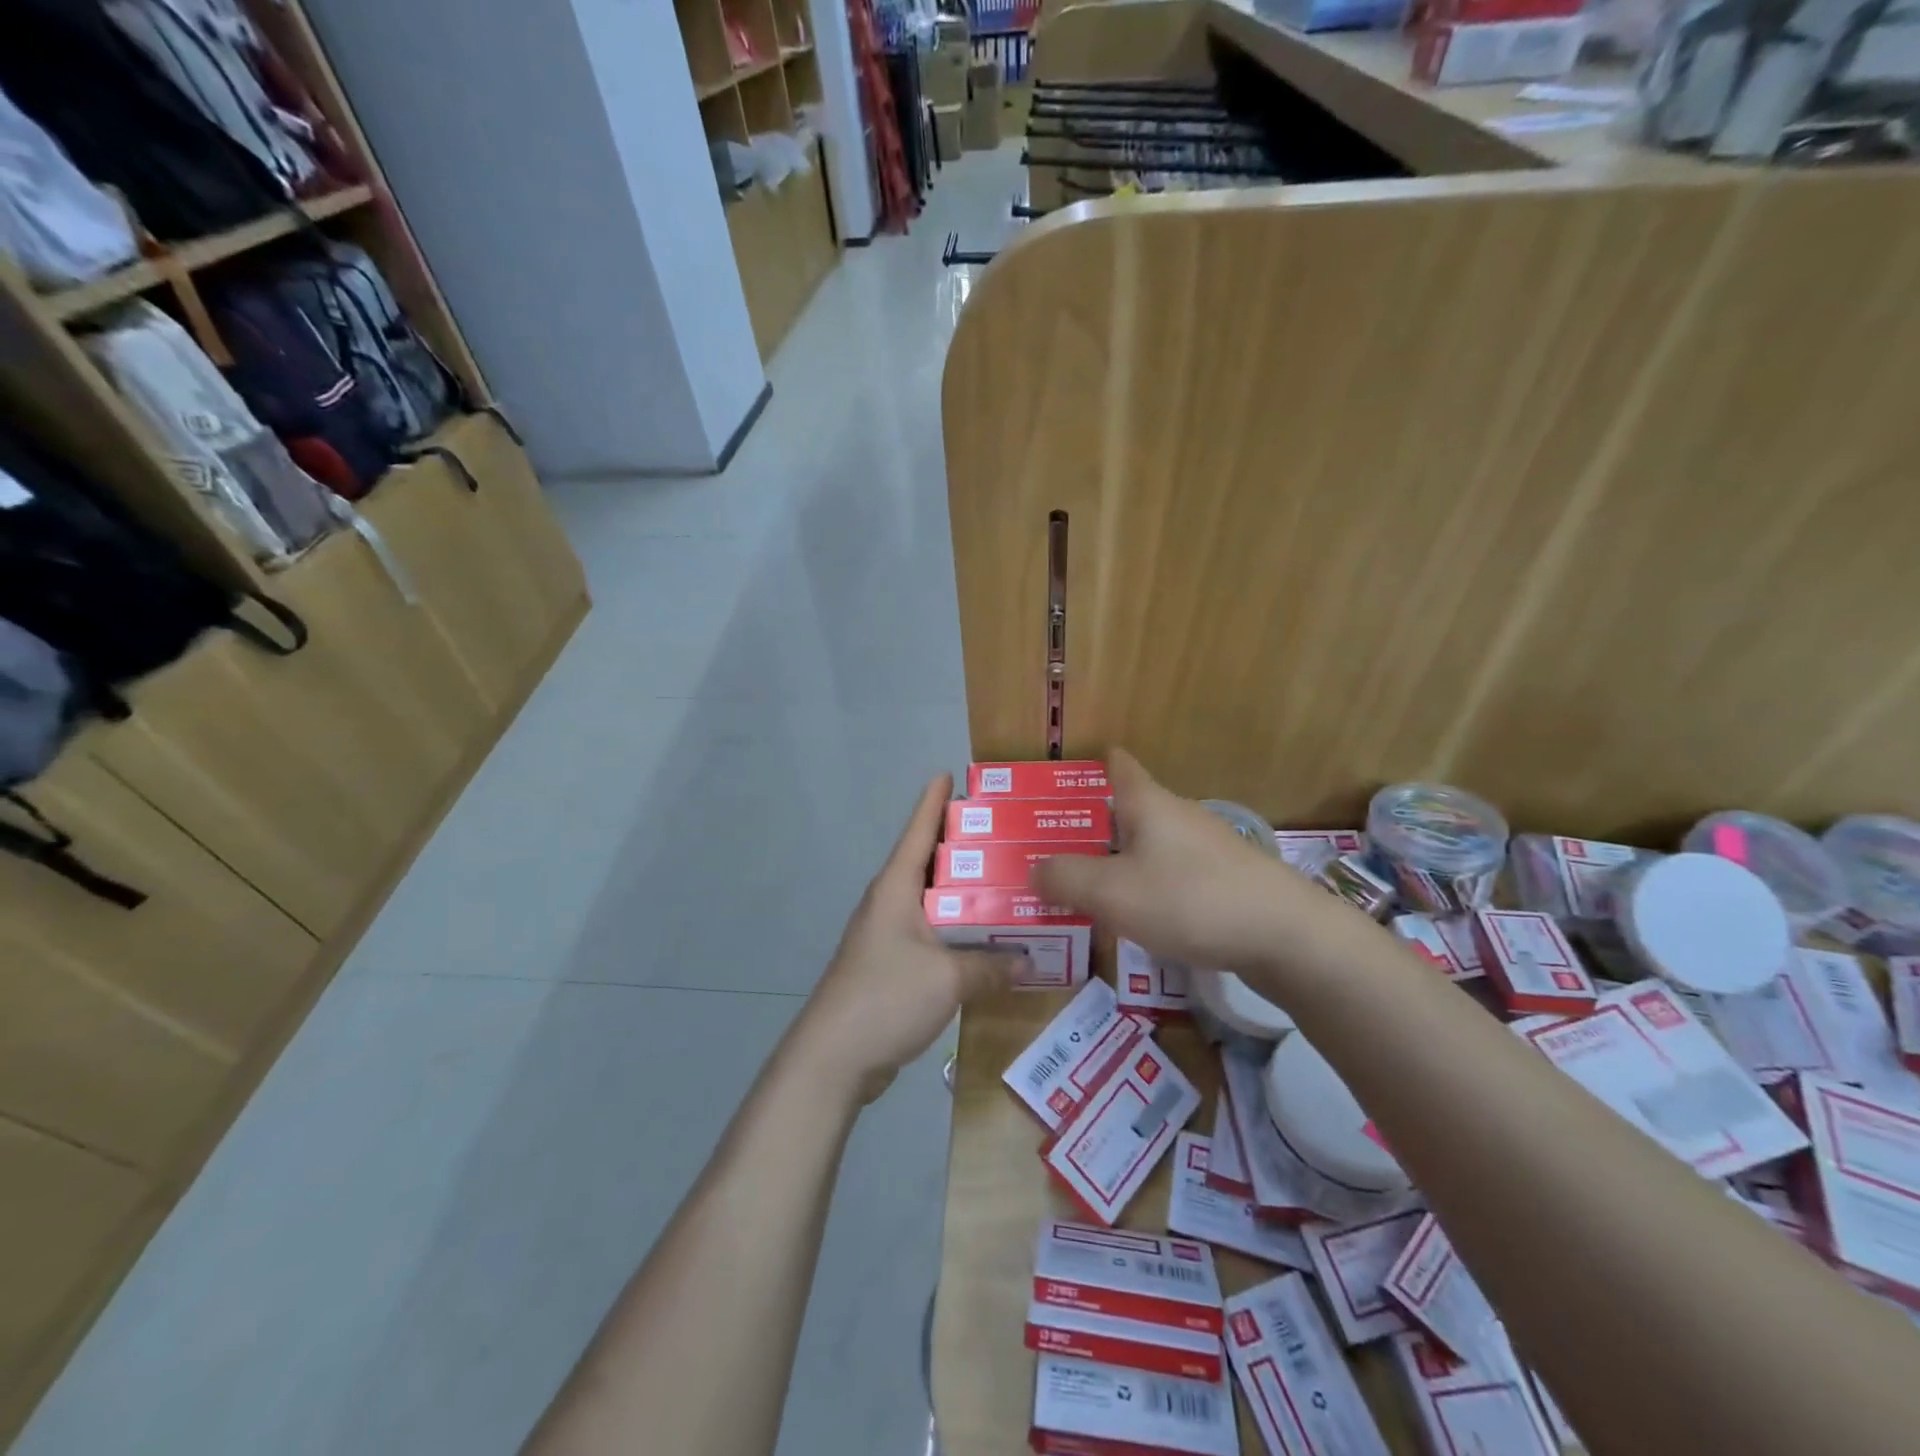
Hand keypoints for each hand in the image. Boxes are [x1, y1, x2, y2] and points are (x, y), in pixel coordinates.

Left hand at [791, 775, 1023, 1105]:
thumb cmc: (887, 997)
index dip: (934, 801)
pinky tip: (986, 939)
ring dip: (964, 893)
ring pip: (933, 902)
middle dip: (963, 846)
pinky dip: (958, 931)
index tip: (950, 773)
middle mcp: (890, 904)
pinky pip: (932, 936)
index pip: (918, 831)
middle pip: (928, 863)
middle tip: (1006, 833)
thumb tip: (1029, 961)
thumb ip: (991, 966)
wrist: (833, 1058)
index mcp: (896, 889)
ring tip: (1006, 882)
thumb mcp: (948, 978)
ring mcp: (888, 936)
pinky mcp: (892, 967)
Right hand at [1034, 750, 1345, 972]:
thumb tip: (1034, 869)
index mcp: (1149, 804)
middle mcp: (1179, 816)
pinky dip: (1148, 886)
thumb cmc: (1190, 900)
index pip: (1119, 766)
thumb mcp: (1113, 892)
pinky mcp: (1226, 881)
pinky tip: (1138, 917)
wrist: (1287, 937)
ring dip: (1119, 860)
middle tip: (1054, 850)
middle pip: (1129, 810)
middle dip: (1093, 826)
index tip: (1063, 781)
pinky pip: (1172, 874)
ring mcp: (1207, 848)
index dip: (1092, 765)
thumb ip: (1065, 878)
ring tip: (1087, 889)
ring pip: (1150, 845)